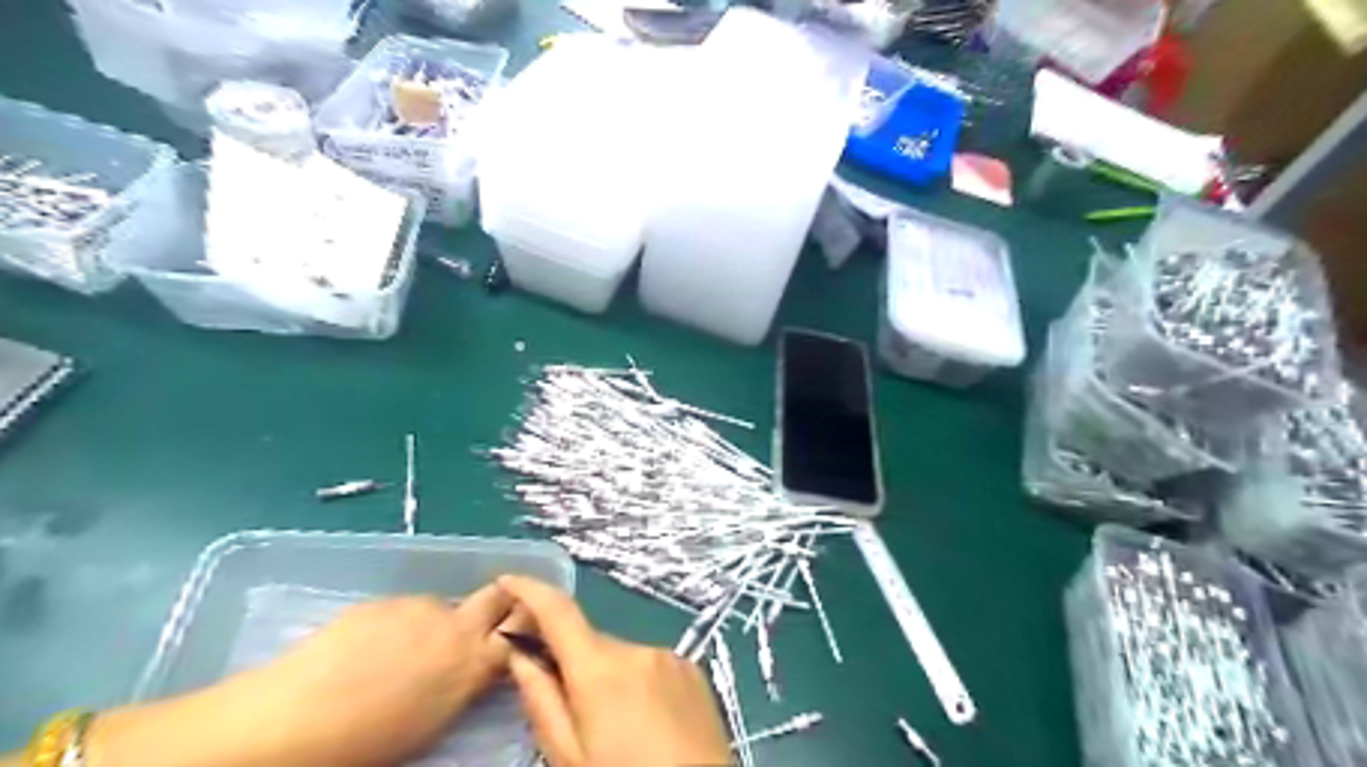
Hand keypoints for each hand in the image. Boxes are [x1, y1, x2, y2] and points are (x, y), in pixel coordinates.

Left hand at [88, 586, 528, 766]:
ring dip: (437, 622)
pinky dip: (398, 624)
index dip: (529, 623)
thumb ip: (462, 684)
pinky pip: (404, 609)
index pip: (524, 627)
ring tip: (402, 653)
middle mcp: (454, 625)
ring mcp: (417, 608)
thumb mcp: (434, 721)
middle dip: (501, 602)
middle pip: (499, 594)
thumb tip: (469, 671)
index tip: (521, 631)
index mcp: (472, 663)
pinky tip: (367, 651)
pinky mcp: (381, 602)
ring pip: (443, 606)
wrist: (290, 721)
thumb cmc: (366, 743)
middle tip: (485, 624)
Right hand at [499, 574, 729, 765]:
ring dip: (609, 679)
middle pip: (590, 644)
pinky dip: (638, 684)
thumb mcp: (569, 757)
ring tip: (618, 729)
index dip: (530, 590)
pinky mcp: (692, 668)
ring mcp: (668, 655)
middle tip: (572, 712)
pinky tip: (647, 723)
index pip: (558, 611)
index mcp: (599, 668)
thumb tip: (519, 653)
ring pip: (621, 657)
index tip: (508, 579)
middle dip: (574, 666)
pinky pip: (650, 665)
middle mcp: (636, 648)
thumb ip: (541, 701)